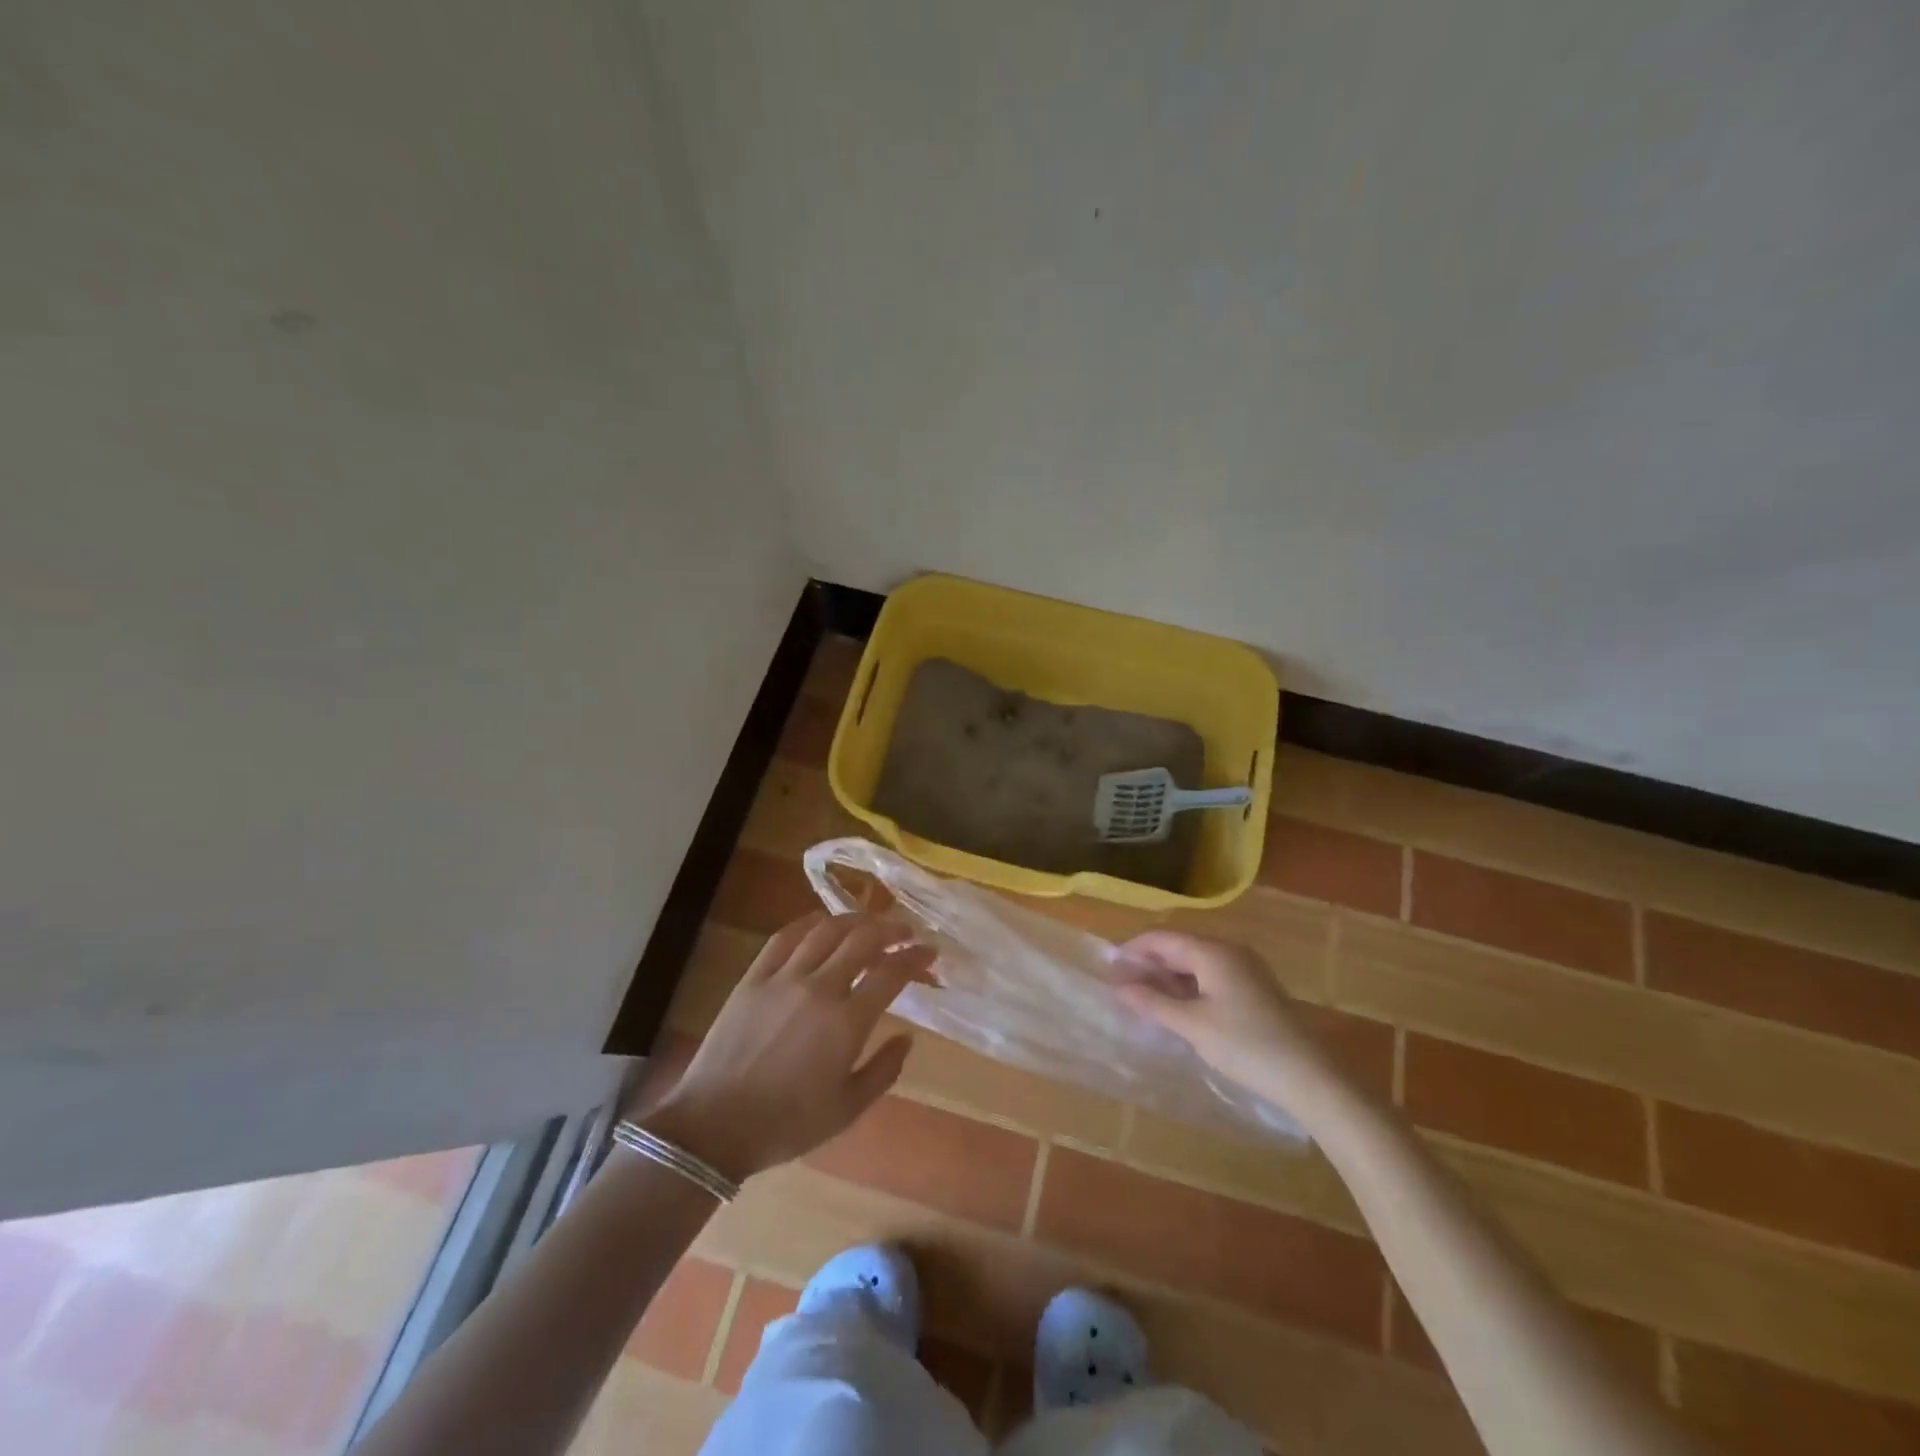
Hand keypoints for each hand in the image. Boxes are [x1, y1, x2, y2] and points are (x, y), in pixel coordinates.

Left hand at [642, 913, 932, 1182]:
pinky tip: (821, 923)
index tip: (929, 953)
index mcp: (846, 1023)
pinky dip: (809, 923)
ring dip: (855, 920)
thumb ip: (884, 1070)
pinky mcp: (753, 977)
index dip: (915, 958)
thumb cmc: (787, 1124)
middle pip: (862, 939)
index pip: (891, 973)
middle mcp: (819, 988)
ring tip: (870, 923)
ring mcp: (783, 978)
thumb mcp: (847, 1109)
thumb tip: (908, 1038)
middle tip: (906, 932)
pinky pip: (784, 937)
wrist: (714, 1126)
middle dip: (891, 929)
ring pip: (826, 930)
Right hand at [1114, 929, 1345, 1114]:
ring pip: (1196, 963)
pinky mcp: (1255, 989)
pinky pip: (1211, 976)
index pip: (1162, 938)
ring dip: (1168, 977)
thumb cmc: (1245, 1045)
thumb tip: (1118, 986)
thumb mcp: (1192, 1025)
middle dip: (1149, 963)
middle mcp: (1230, 951)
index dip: (1133, 950)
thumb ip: (1153, 1003)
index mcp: (1213, 951)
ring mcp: (1246, 969)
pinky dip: (1188, 986)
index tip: (1109, 968)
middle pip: (1179, 947)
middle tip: (1122, 986)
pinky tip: (1177, 1008)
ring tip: (1144, 998)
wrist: (1310, 1077)